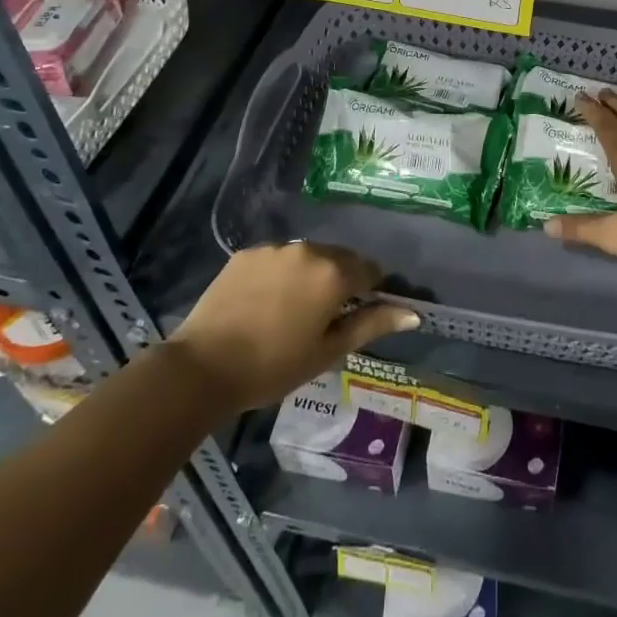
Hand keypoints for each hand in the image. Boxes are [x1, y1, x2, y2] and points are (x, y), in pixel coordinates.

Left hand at [169, 243, 418, 414]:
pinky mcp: (246, 253)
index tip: (358, 313)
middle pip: (339, 258)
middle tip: (324, 317)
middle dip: (339, 280)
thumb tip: (413, 314)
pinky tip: (264, 303)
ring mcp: (275, 249)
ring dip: (309, 275)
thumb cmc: (274, 366)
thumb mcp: (328, 351)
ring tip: (291, 310)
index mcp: (334, 273)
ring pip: (307, 256)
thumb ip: (372, 324)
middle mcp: (309, 250)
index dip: (370, 290)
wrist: (203, 367)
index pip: (369, 269)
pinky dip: (280, 274)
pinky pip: (276, 259)